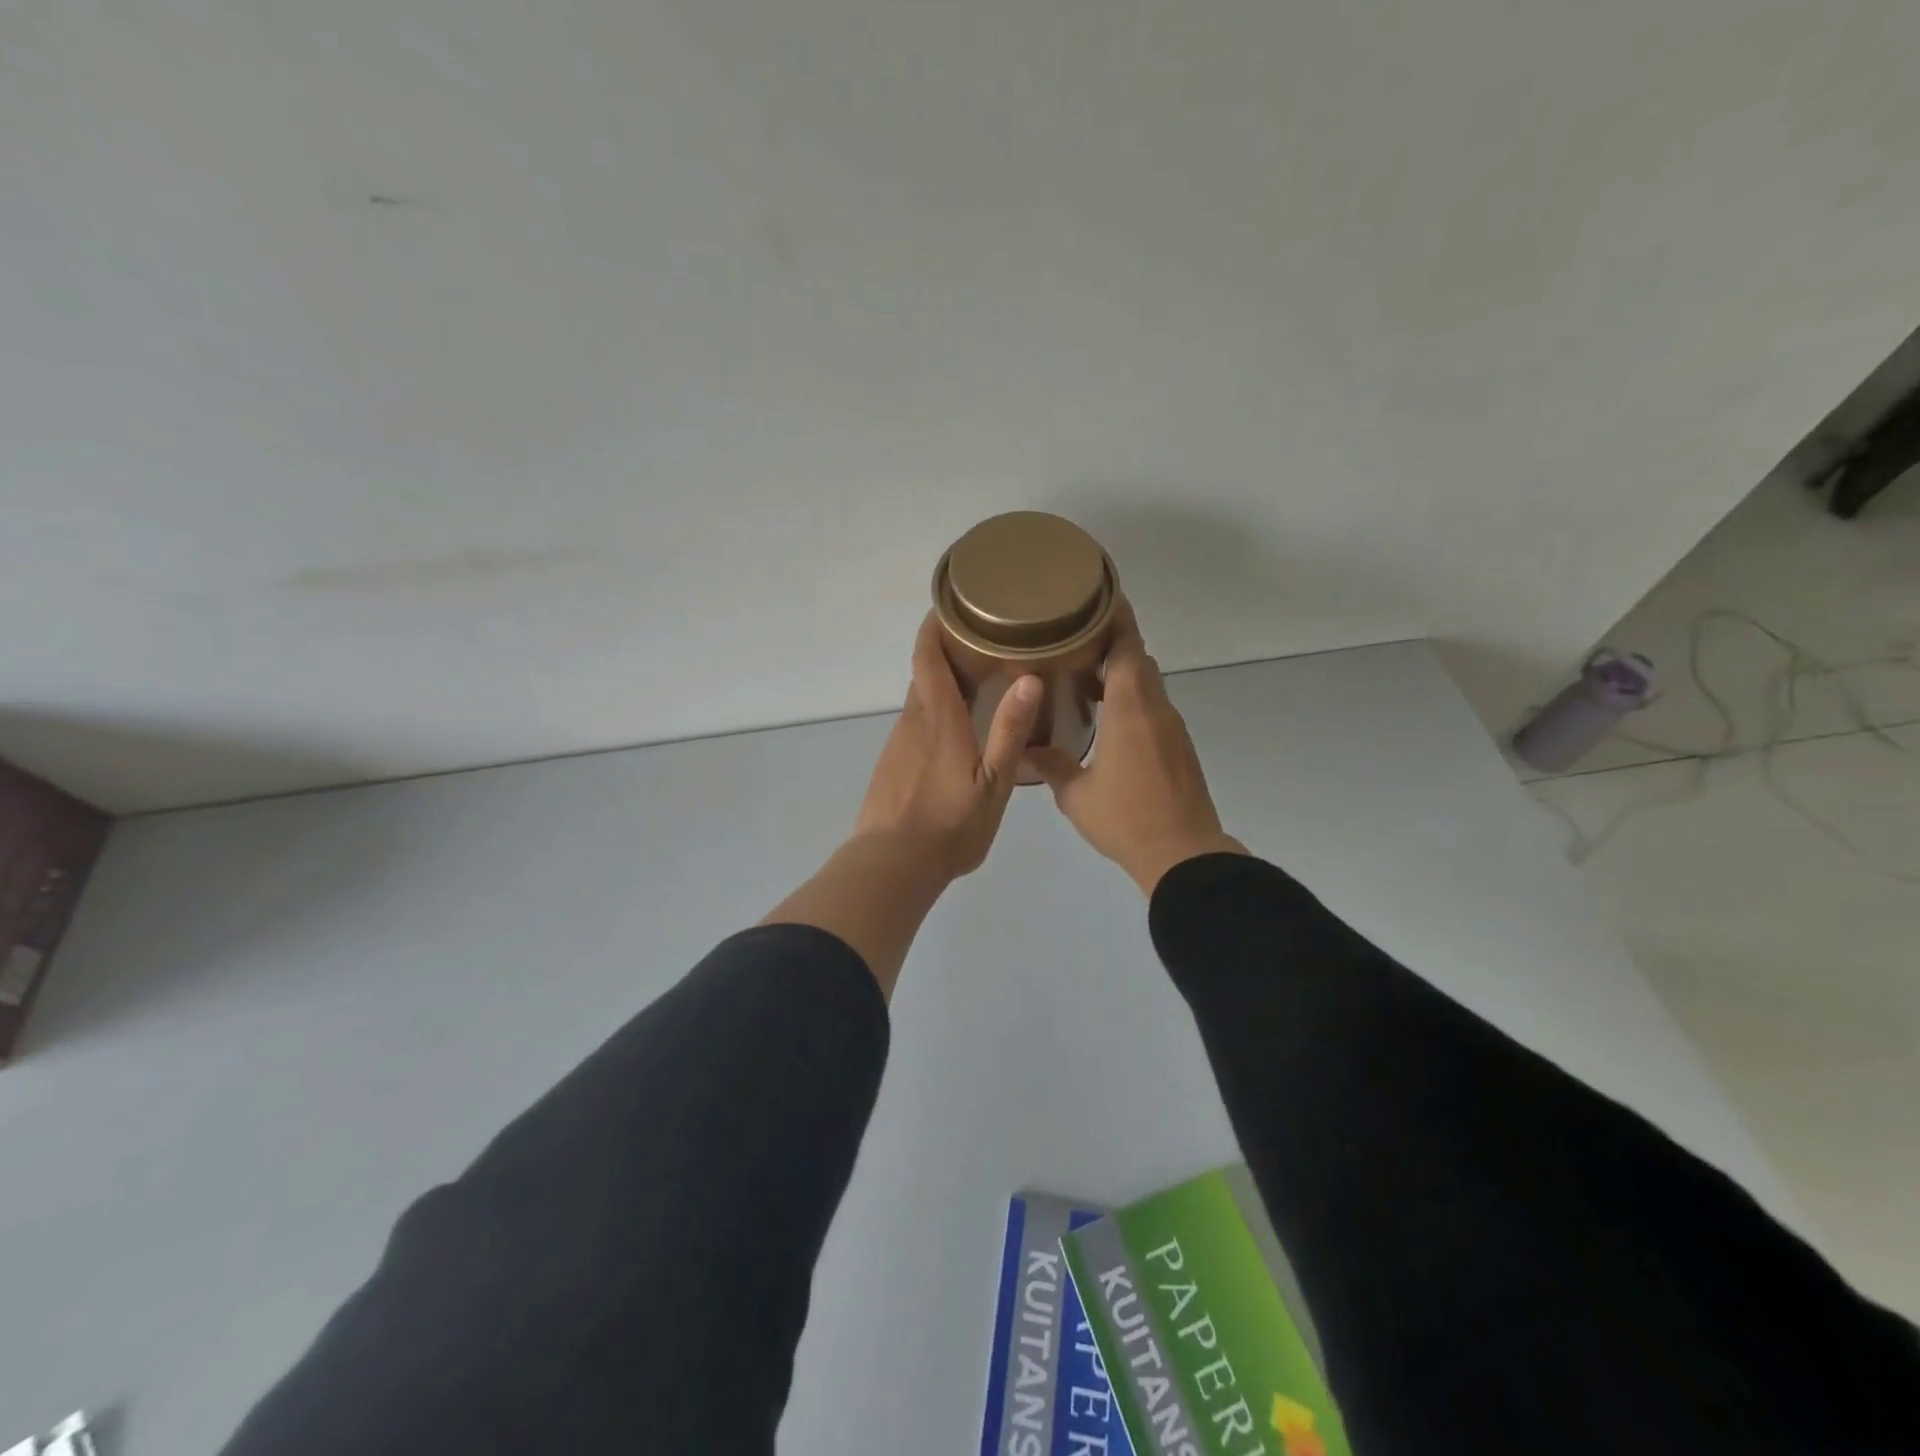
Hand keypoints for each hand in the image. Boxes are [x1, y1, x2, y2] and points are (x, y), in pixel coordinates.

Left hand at [853, 613, 1043, 881]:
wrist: (893, 865)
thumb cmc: (950, 825)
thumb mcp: (993, 783)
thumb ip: (1009, 731)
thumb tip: (1028, 678)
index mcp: (938, 719)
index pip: (928, 658)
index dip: (935, 627)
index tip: (949, 605)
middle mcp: (913, 722)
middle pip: (923, 674)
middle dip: (945, 652)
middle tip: (981, 642)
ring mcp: (898, 744)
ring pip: (919, 701)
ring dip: (940, 684)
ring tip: (975, 682)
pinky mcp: (891, 765)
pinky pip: (914, 725)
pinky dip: (932, 713)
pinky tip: (953, 731)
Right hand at [1026, 598, 1246, 895]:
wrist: (1183, 854)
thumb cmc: (1126, 818)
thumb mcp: (1076, 794)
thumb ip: (1050, 764)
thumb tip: (1020, 749)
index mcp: (1130, 709)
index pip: (1127, 647)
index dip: (1116, 617)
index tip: (1099, 596)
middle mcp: (1155, 709)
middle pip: (1138, 659)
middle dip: (1112, 643)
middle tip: (1074, 638)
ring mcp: (1172, 728)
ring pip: (1147, 684)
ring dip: (1121, 673)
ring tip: (1083, 676)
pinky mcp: (1179, 748)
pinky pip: (1153, 708)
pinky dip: (1131, 699)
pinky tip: (1106, 718)